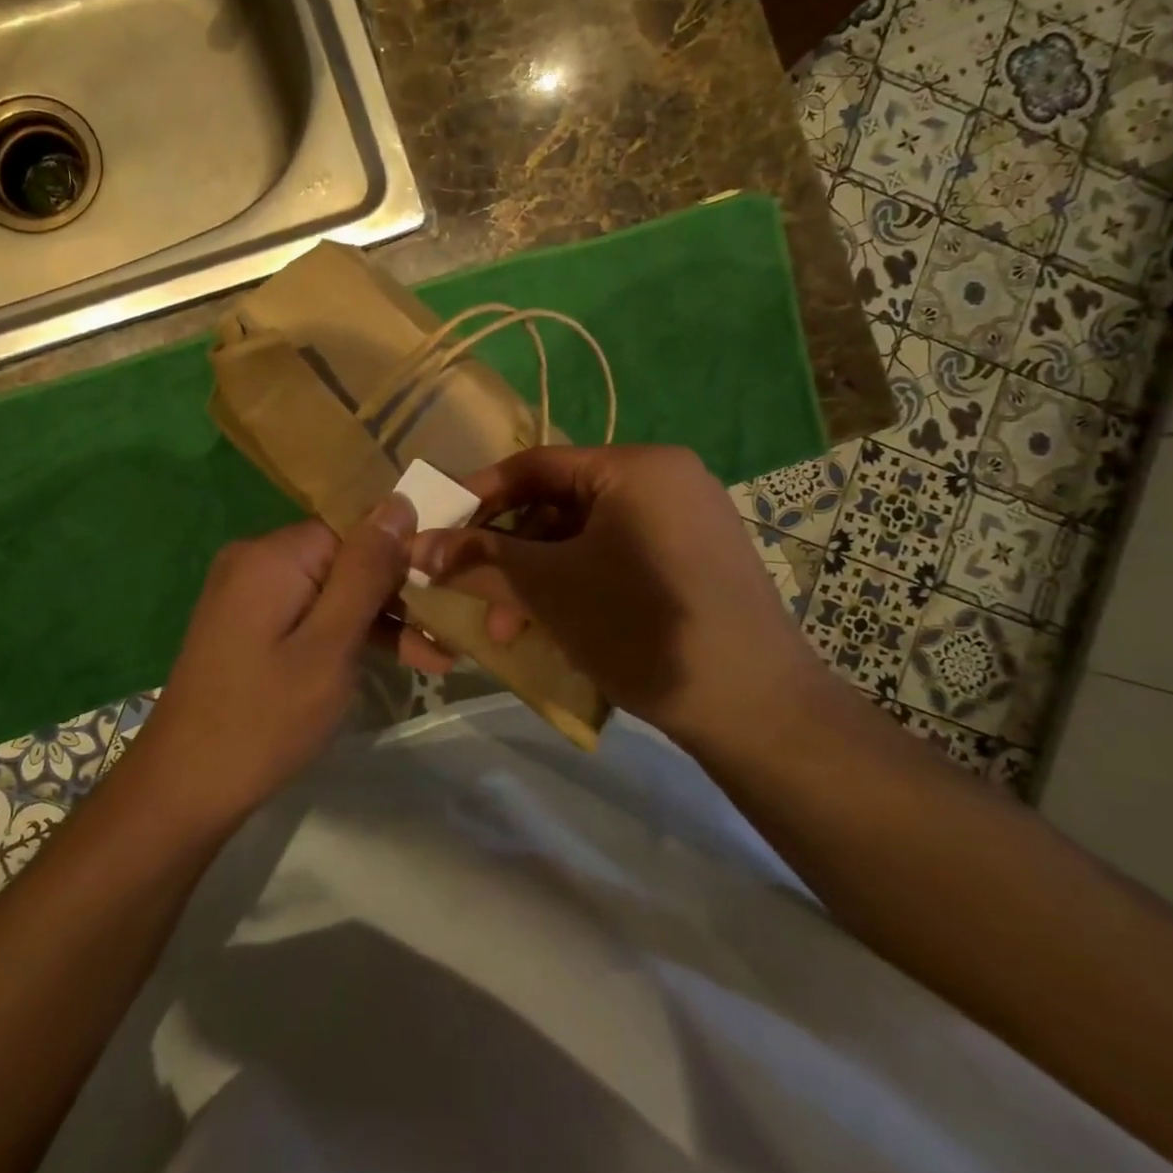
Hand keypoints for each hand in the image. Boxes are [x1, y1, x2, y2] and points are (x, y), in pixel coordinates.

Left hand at [127, 498, 418, 824]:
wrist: (183, 789)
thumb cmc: (266, 719)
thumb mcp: (330, 645)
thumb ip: (365, 572)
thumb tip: (398, 503)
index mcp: (274, 554)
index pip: (355, 528)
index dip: (402, 556)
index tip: (445, 590)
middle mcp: (257, 560)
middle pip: (345, 557)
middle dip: (396, 594)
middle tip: (447, 633)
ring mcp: (249, 592)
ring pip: (331, 589)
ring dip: (378, 620)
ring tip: (437, 657)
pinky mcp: (249, 623)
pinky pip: (309, 613)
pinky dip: (344, 634)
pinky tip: (391, 659)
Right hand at [409, 445, 831, 748]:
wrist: (756, 707)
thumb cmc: (640, 627)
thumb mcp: (549, 588)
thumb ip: (481, 559)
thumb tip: (417, 545)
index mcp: (636, 466)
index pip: (536, 465)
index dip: (479, 495)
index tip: (438, 528)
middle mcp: (665, 479)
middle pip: (560, 504)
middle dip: (511, 554)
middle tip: (477, 596)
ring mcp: (686, 520)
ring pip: (587, 537)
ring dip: (541, 578)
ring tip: (512, 630)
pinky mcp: (695, 560)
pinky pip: (618, 557)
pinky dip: (579, 585)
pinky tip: (558, 627)